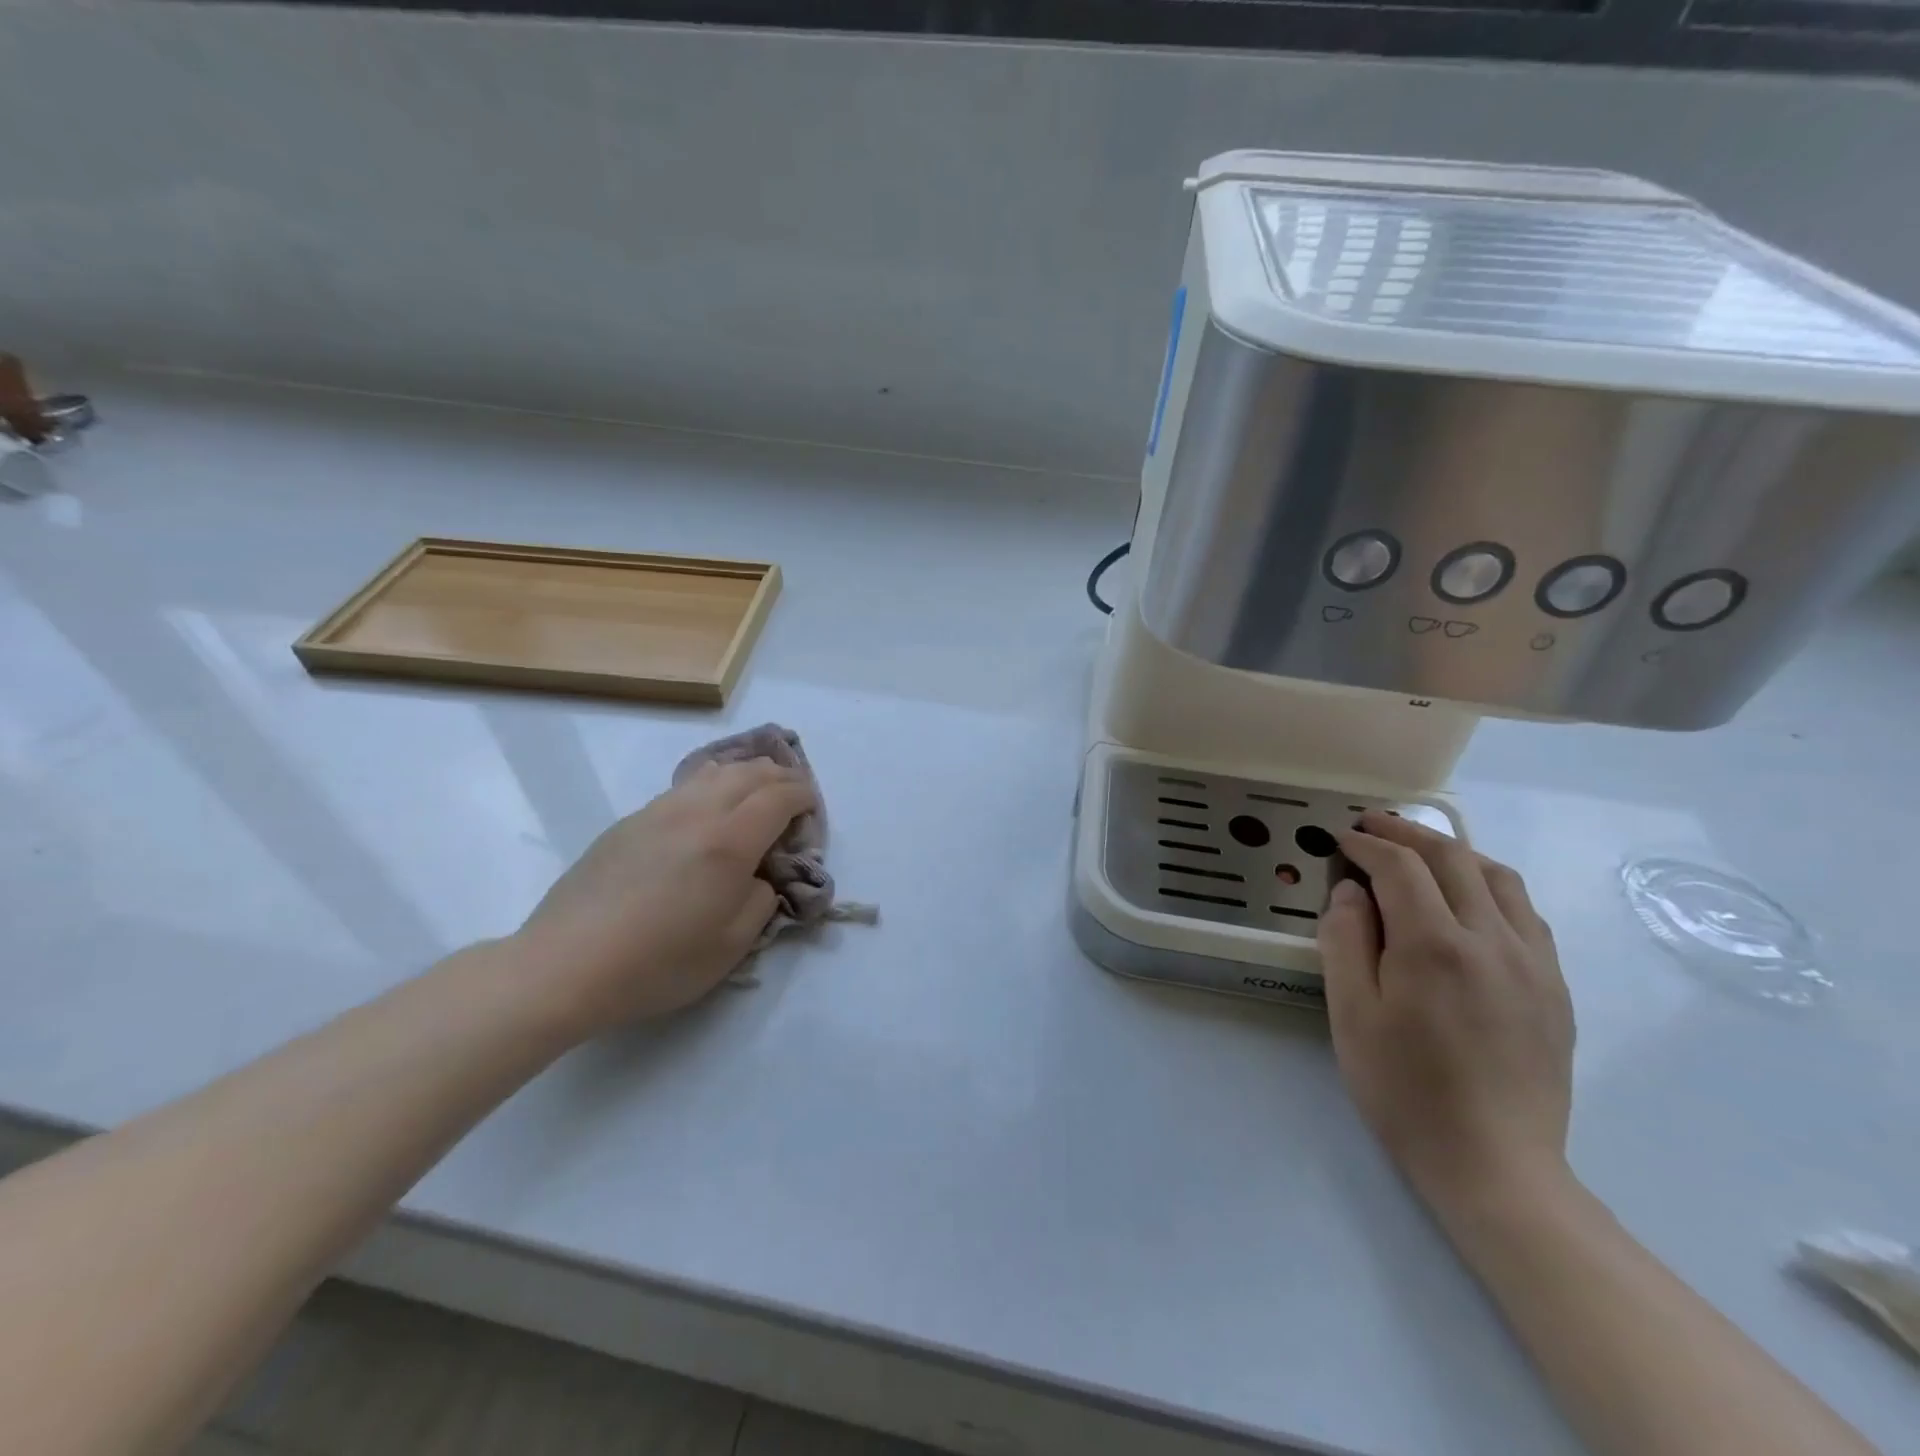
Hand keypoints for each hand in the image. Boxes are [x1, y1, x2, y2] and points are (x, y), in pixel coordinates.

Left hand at [515, 759, 815, 1033]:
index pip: (779, 797)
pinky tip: (708, 806)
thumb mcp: (732, 945)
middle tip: (794, 794)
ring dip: (745, 773)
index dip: (803, 796)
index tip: (813, 807)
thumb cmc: (658, 962)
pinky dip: (711, 785)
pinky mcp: (629, 823)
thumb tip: (758, 877)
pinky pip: (683, 788)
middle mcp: (697, 812)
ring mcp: (658, 812)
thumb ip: (760, 900)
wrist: (565, 965)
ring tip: (756, 789)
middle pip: (749, 773)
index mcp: (729, 841)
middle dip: (780, 777)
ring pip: (714, 772)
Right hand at [1318, 811, 1574, 1215]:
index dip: (1366, 844)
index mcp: (1435, 945)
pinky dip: (1489, 886)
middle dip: (1406, 833)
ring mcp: (1534, 962)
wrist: (1496, 1165)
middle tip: (1371, 826)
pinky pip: (1524, 913)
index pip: (1399, 867)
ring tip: (1418, 852)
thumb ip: (1345, 940)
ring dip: (1453, 852)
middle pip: (1452, 858)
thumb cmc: (1405, 1089)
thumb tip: (1351, 890)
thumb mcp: (1351, 1014)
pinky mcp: (1555, 987)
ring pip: (1498, 877)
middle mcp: (1492, 939)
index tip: (1339, 839)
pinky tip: (1468, 900)